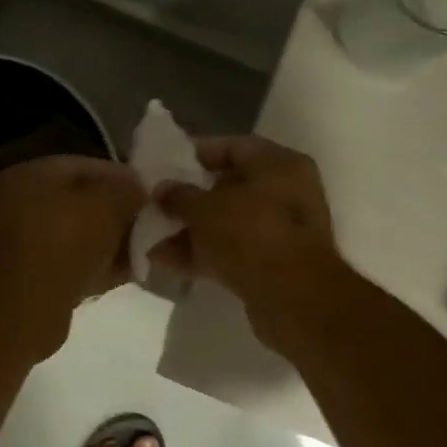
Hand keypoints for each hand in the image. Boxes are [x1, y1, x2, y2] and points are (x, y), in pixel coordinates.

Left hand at [0, 156, 146, 347]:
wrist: (27, 309)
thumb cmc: (65, 242)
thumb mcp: (108, 204)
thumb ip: (128, 190)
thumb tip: (138, 192)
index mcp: (29, 175)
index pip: (86, 166)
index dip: (123, 177)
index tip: (151, 194)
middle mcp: (20, 204)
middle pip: (82, 202)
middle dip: (119, 213)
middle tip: (150, 224)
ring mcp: (24, 243)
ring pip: (80, 235)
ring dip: (112, 241)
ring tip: (143, 249)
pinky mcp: (34, 277)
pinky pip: (74, 263)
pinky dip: (99, 266)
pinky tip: (128, 271)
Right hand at [150, 136, 346, 348]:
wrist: (293, 299)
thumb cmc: (252, 236)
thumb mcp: (205, 209)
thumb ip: (178, 195)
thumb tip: (161, 190)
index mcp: (280, 165)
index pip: (233, 147)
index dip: (196, 153)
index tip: (165, 163)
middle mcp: (286, 193)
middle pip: (229, 188)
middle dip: (189, 199)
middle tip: (156, 205)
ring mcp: (281, 231)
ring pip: (227, 223)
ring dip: (190, 231)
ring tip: (152, 239)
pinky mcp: (272, 264)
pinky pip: (232, 250)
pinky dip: (203, 254)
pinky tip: (168, 263)